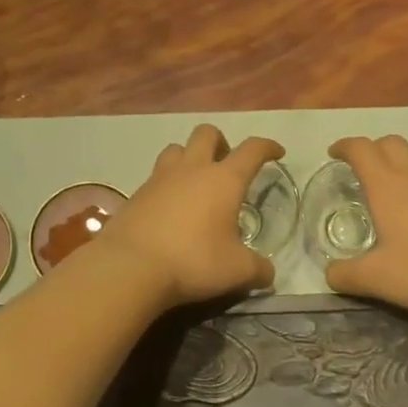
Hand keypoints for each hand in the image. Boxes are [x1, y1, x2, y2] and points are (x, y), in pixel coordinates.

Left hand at [93, 125, 283, 307]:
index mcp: (223, 180)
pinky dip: (167, 183)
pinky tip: (170, 207)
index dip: (267, 147)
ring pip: (177, 149)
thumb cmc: (193, 261)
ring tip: (195, 181)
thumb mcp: (236, 271)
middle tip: (227, 165)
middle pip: (207, 133)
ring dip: (189, 156)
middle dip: (221, 142)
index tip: (276, 152)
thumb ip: (258, 269)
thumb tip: (268, 273)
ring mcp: (160, 178)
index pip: (252, 150)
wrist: (130, 267)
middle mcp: (192, 169)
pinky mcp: (136, 194)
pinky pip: (156, 176)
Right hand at [324, 135, 407, 323]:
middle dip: (372, 149)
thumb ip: (347, 275)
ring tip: (394, 186)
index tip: (334, 153)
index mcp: (388, 185)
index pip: (362, 149)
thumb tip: (330, 274)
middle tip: (361, 169)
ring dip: (401, 161)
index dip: (345, 146)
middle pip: (391, 143)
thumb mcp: (379, 280)